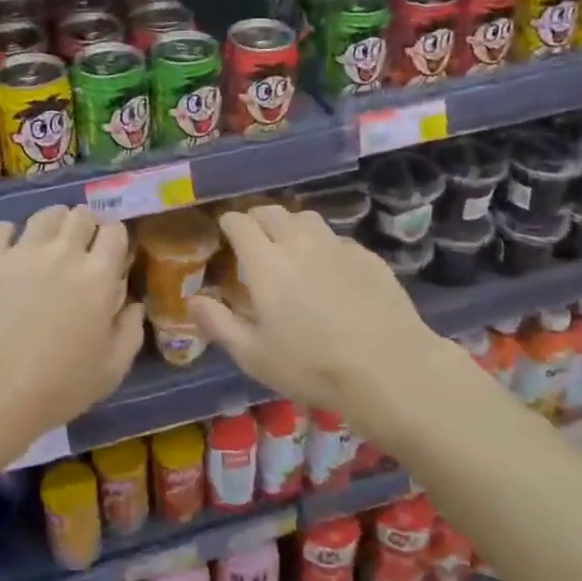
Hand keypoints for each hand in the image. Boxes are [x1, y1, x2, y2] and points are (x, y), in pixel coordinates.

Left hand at [0, 205, 142, 458]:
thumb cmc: (55, 388)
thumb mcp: (110, 371)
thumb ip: (130, 332)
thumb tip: (133, 304)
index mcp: (98, 276)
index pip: (115, 231)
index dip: (114, 241)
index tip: (109, 258)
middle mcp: (64, 252)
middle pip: (81, 214)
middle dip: (85, 227)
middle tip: (78, 252)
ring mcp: (22, 250)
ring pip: (45, 214)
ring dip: (52, 225)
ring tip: (46, 247)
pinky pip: (1, 227)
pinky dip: (8, 236)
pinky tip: (7, 255)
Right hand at [189, 205, 434, 420]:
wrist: (388, 367)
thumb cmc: (311, 365)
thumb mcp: (253, 355)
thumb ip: (219, 323)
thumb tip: (193, 300)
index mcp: (265, 262)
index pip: (240, 223)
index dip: (228, 223)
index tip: (224, 232)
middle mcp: (298, 243)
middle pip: (272, 212)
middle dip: (256, 218)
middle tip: (253, 237)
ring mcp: (336, 245)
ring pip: (306, 218)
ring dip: (290, 225)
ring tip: (289, 245)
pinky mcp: (366, 256)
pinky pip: (336, 238)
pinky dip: (323, 245)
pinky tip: (328, 269)